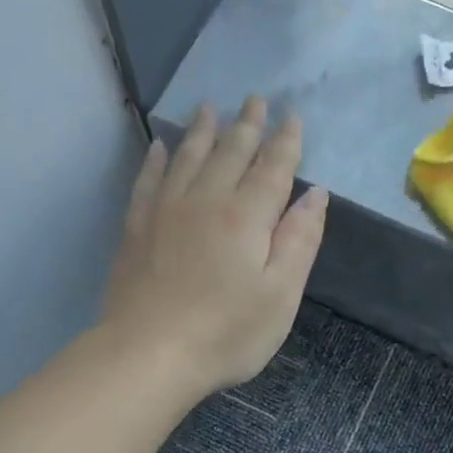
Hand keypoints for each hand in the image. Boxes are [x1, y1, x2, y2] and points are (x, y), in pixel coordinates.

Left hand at [102, 97, 327, 397]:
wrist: (148, 354)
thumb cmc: (226, 333)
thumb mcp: (281, 295)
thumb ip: (300, 240)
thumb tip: (315, 194)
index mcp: (248, 217)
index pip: (272, 168)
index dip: (285, 141)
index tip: (292, 116)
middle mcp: (207, 201)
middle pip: (230, 152)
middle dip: (247, 125)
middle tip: (255, 99)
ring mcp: (166, 211)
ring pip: (188, 157)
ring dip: (202, 130)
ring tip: (209, 107)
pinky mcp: (137, 228)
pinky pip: (149, 181)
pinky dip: (157, 160)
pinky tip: (160, 147)